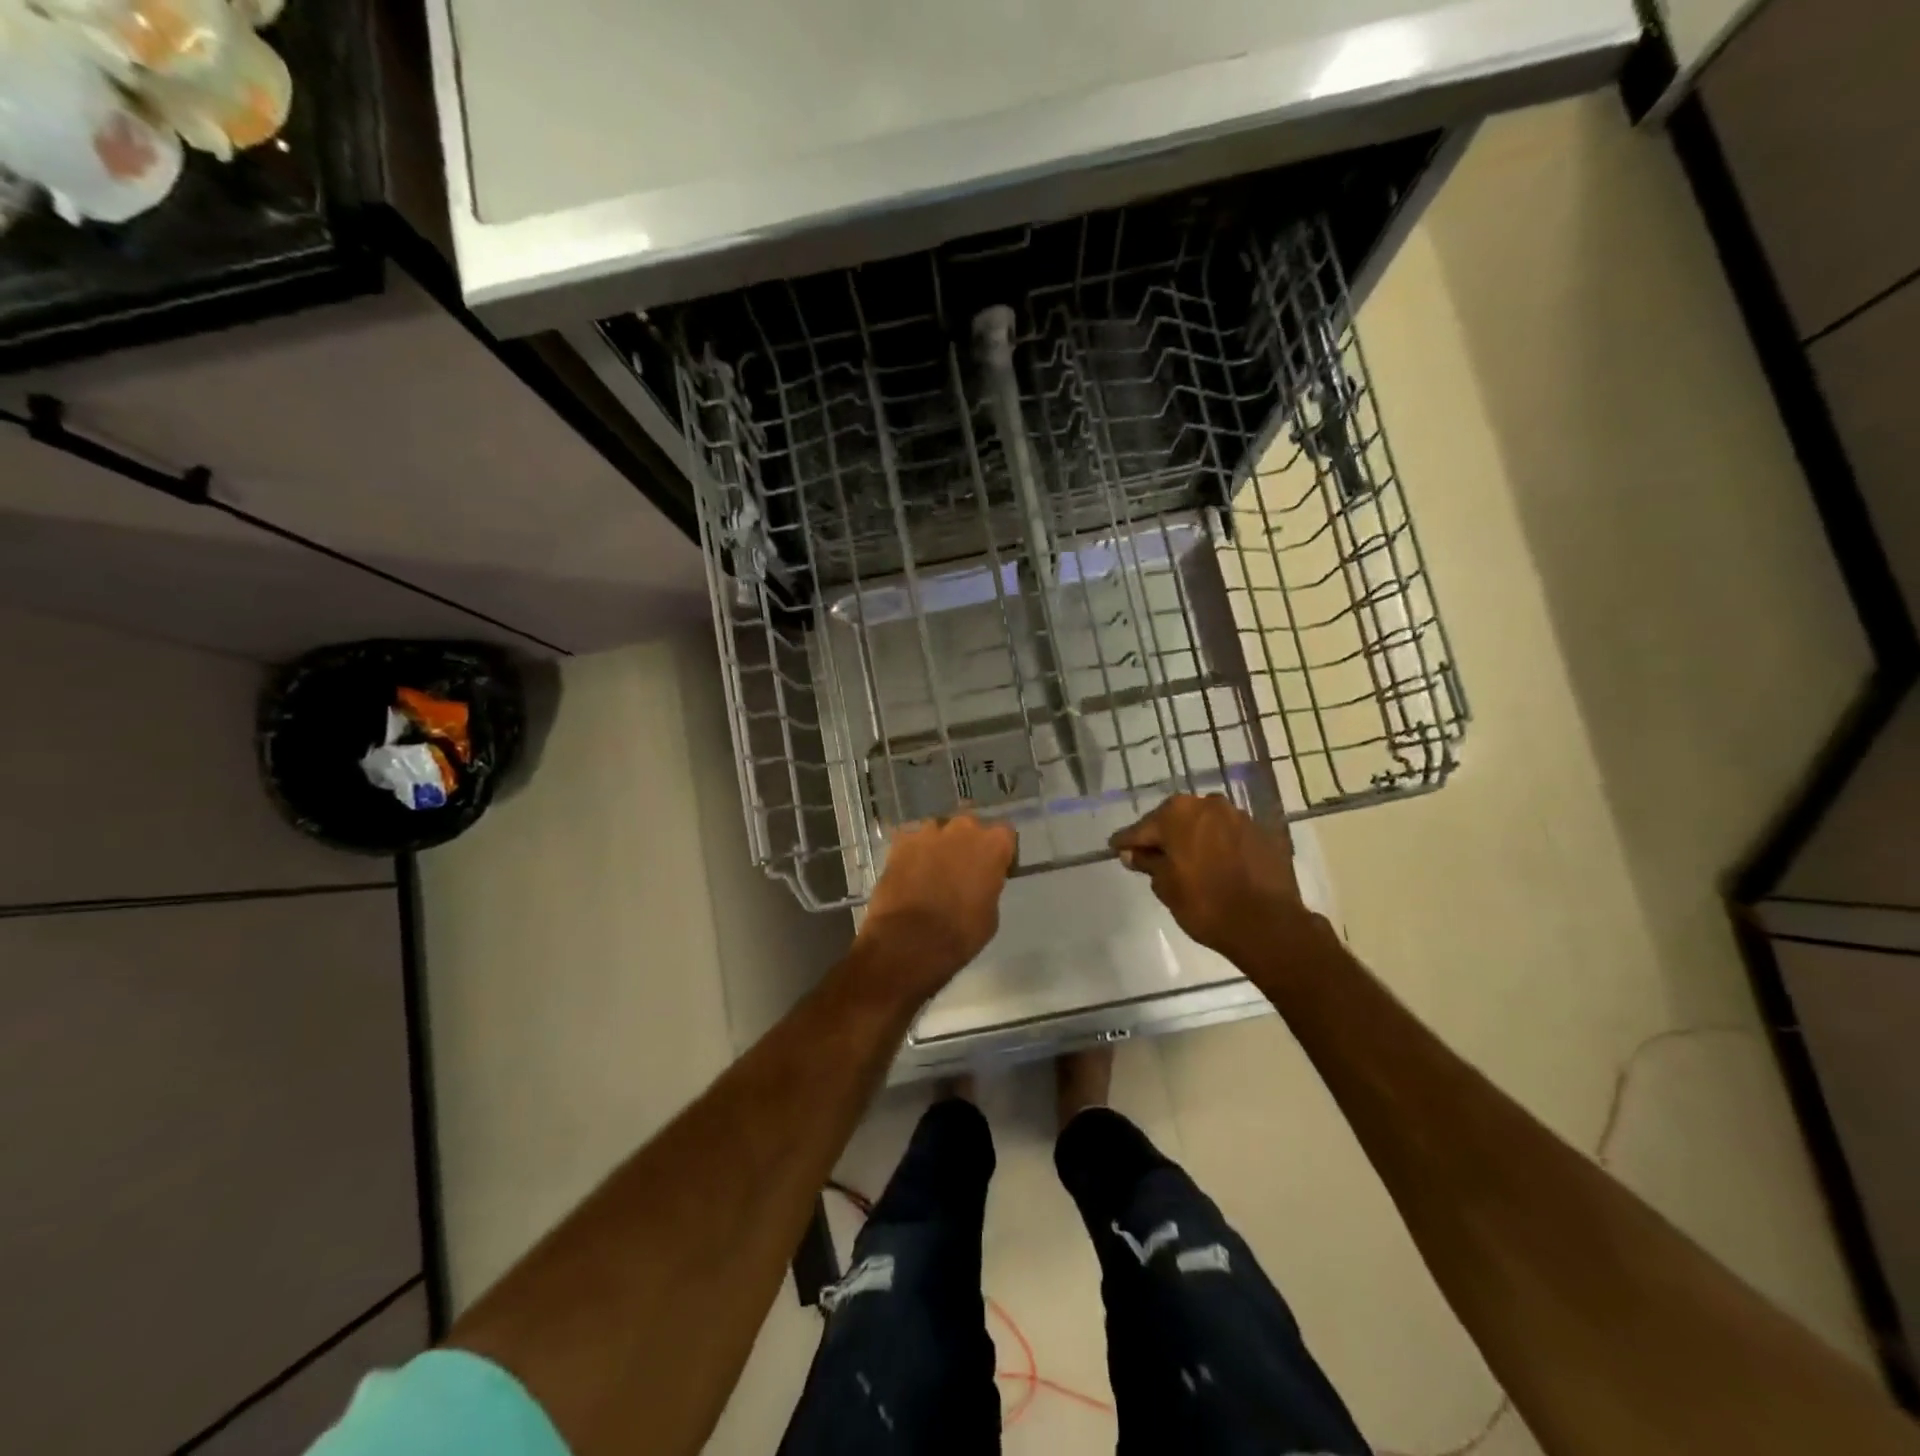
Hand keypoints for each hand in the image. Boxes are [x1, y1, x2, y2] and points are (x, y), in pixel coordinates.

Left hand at [856, 814, 1017, 1001]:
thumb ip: (988, 887)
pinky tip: (908, 873)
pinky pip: (911, 841)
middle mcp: (962, 829)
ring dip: (938, 846)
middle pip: (969, 827)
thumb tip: (978, 883)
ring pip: (937, 831)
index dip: (998, 852)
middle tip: (960, 869)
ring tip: (930, 871)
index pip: (1004, 834)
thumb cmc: (960, 933)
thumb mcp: (990, 914)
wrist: (909, 941)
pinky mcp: (900, 842)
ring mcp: (928, 832)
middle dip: (966, 843)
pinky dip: (911, 853)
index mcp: (993, 845)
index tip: (993, 869)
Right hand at [1110, 794, 1315, 967]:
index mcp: (1178, 813)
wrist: (1267, 925)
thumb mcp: (1166, 886)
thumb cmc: (1205, 904)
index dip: (1128, 842)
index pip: (1142, 828)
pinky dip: (1220, 846)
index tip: (1116, 849)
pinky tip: (1217, 865)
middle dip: (1164, 835)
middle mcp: (1208, 805)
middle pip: (1175, 819)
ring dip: (1194, 838)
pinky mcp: (1263, 833)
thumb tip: (1133, 853)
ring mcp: (1239, 816)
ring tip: (1187, 860)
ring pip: (1205, 824)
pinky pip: (1230, 836)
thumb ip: (1148, 863)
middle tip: (1152, 856)